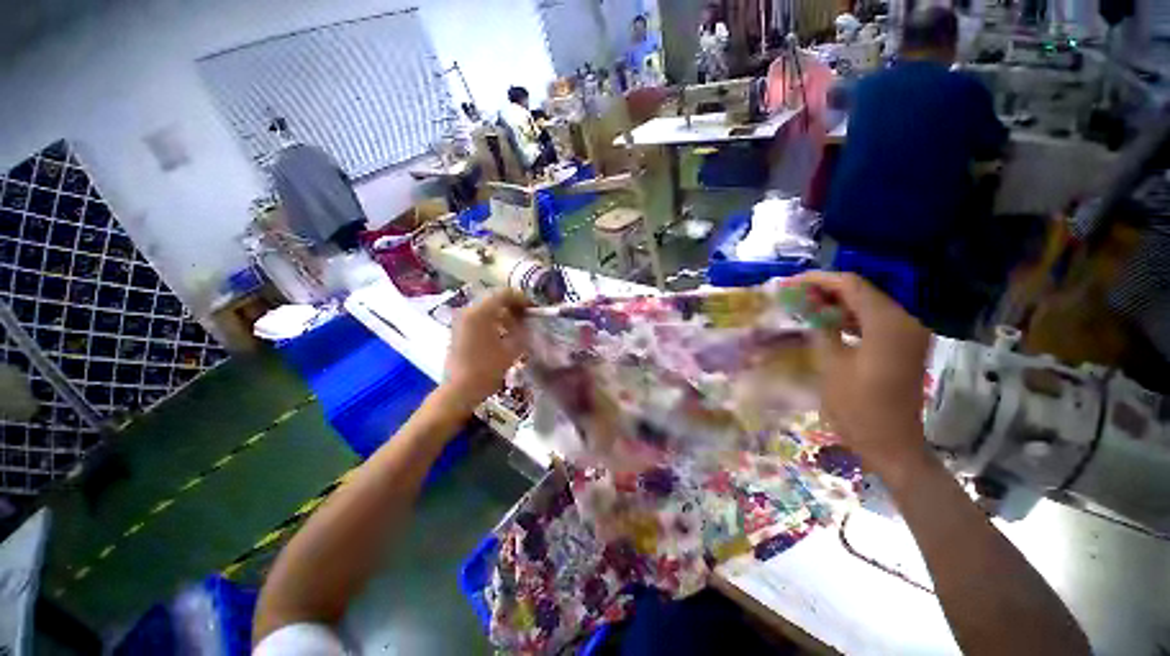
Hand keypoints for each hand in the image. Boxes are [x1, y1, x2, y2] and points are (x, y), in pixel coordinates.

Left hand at [441, 290, 529, 411]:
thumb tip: (528, 323)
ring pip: (486, 308)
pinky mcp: (458, 330)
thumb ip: (522, 331)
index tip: (534, 309)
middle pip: (494, 298)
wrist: (459, 390)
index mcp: (481, 312)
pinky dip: (492, 320)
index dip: (522, 299)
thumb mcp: (512, 350)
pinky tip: (502, 333)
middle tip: (527, 316)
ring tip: (517, 325)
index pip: (504, 293)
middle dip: (513, 305)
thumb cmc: (487, 370)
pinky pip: (478, 317)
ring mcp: (461, 320)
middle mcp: (468, 311)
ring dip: (503, 312)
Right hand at [790, 272, 932, 477]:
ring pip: (869, 304)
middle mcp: (905, 321)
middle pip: (863, 291)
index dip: (820, 280)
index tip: (792, 282)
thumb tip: (809, 304)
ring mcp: (908, 334)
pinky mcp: (905, 345)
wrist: (891, 443)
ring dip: (838, 303)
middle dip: (828, 290)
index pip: (852, 285)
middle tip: (795, 294)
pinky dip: (851, 317)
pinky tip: (829, 322)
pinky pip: (875, 320)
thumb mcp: (831, 364)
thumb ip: (822, 328)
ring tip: (806, 305)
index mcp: (887, 324)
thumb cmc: (857, 406)